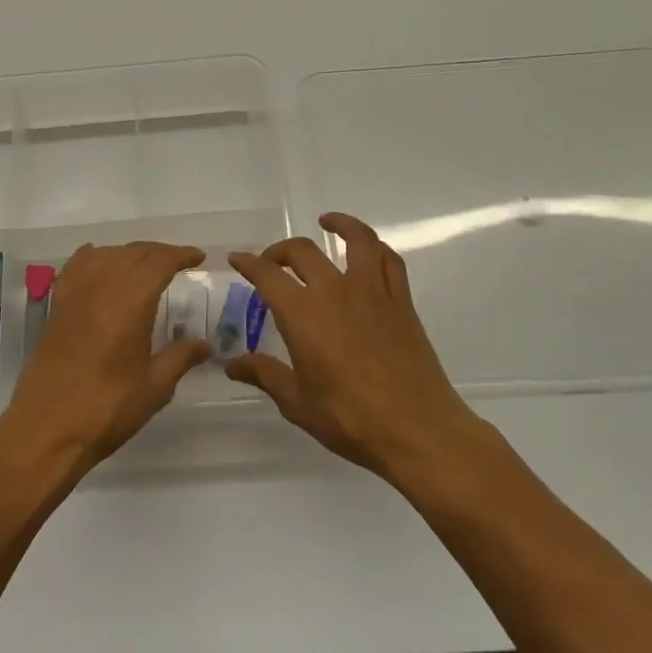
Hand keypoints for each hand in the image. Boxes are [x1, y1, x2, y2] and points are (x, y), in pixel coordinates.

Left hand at [1, 241, 211, 474]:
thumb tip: (205, 344)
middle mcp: (103, 285)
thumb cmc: (107, 408)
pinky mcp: (57, 304)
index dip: (181, 255)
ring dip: (130, 253)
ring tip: (146, 265)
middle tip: (178, 262)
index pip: (160, 262)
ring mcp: (76, 292)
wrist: (47, 427)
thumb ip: (180, 358)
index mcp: (131, 301)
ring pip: (107, 254)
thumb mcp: (154, 387)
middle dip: (159, 252)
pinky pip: (78, 265)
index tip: (198, 257)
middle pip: (134, 253)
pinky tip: (100, 261)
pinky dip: (95, 256)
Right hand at [227, 213, 482, 484]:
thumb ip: (265, 375)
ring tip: (327, 222)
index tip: (238, 259)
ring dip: (339, 224)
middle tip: (272, 261)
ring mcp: (372, 291)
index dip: (248, 263)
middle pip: (303, 251)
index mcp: (302, 314)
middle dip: (281, 251)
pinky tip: (368, 251)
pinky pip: (389, 260)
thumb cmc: (351, 419)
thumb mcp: (298, 403)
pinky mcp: (401, 301)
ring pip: (356, 240)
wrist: (418, 430)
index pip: (267, 275)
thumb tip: (233, 364)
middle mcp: (334, 291)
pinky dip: (375, 248)